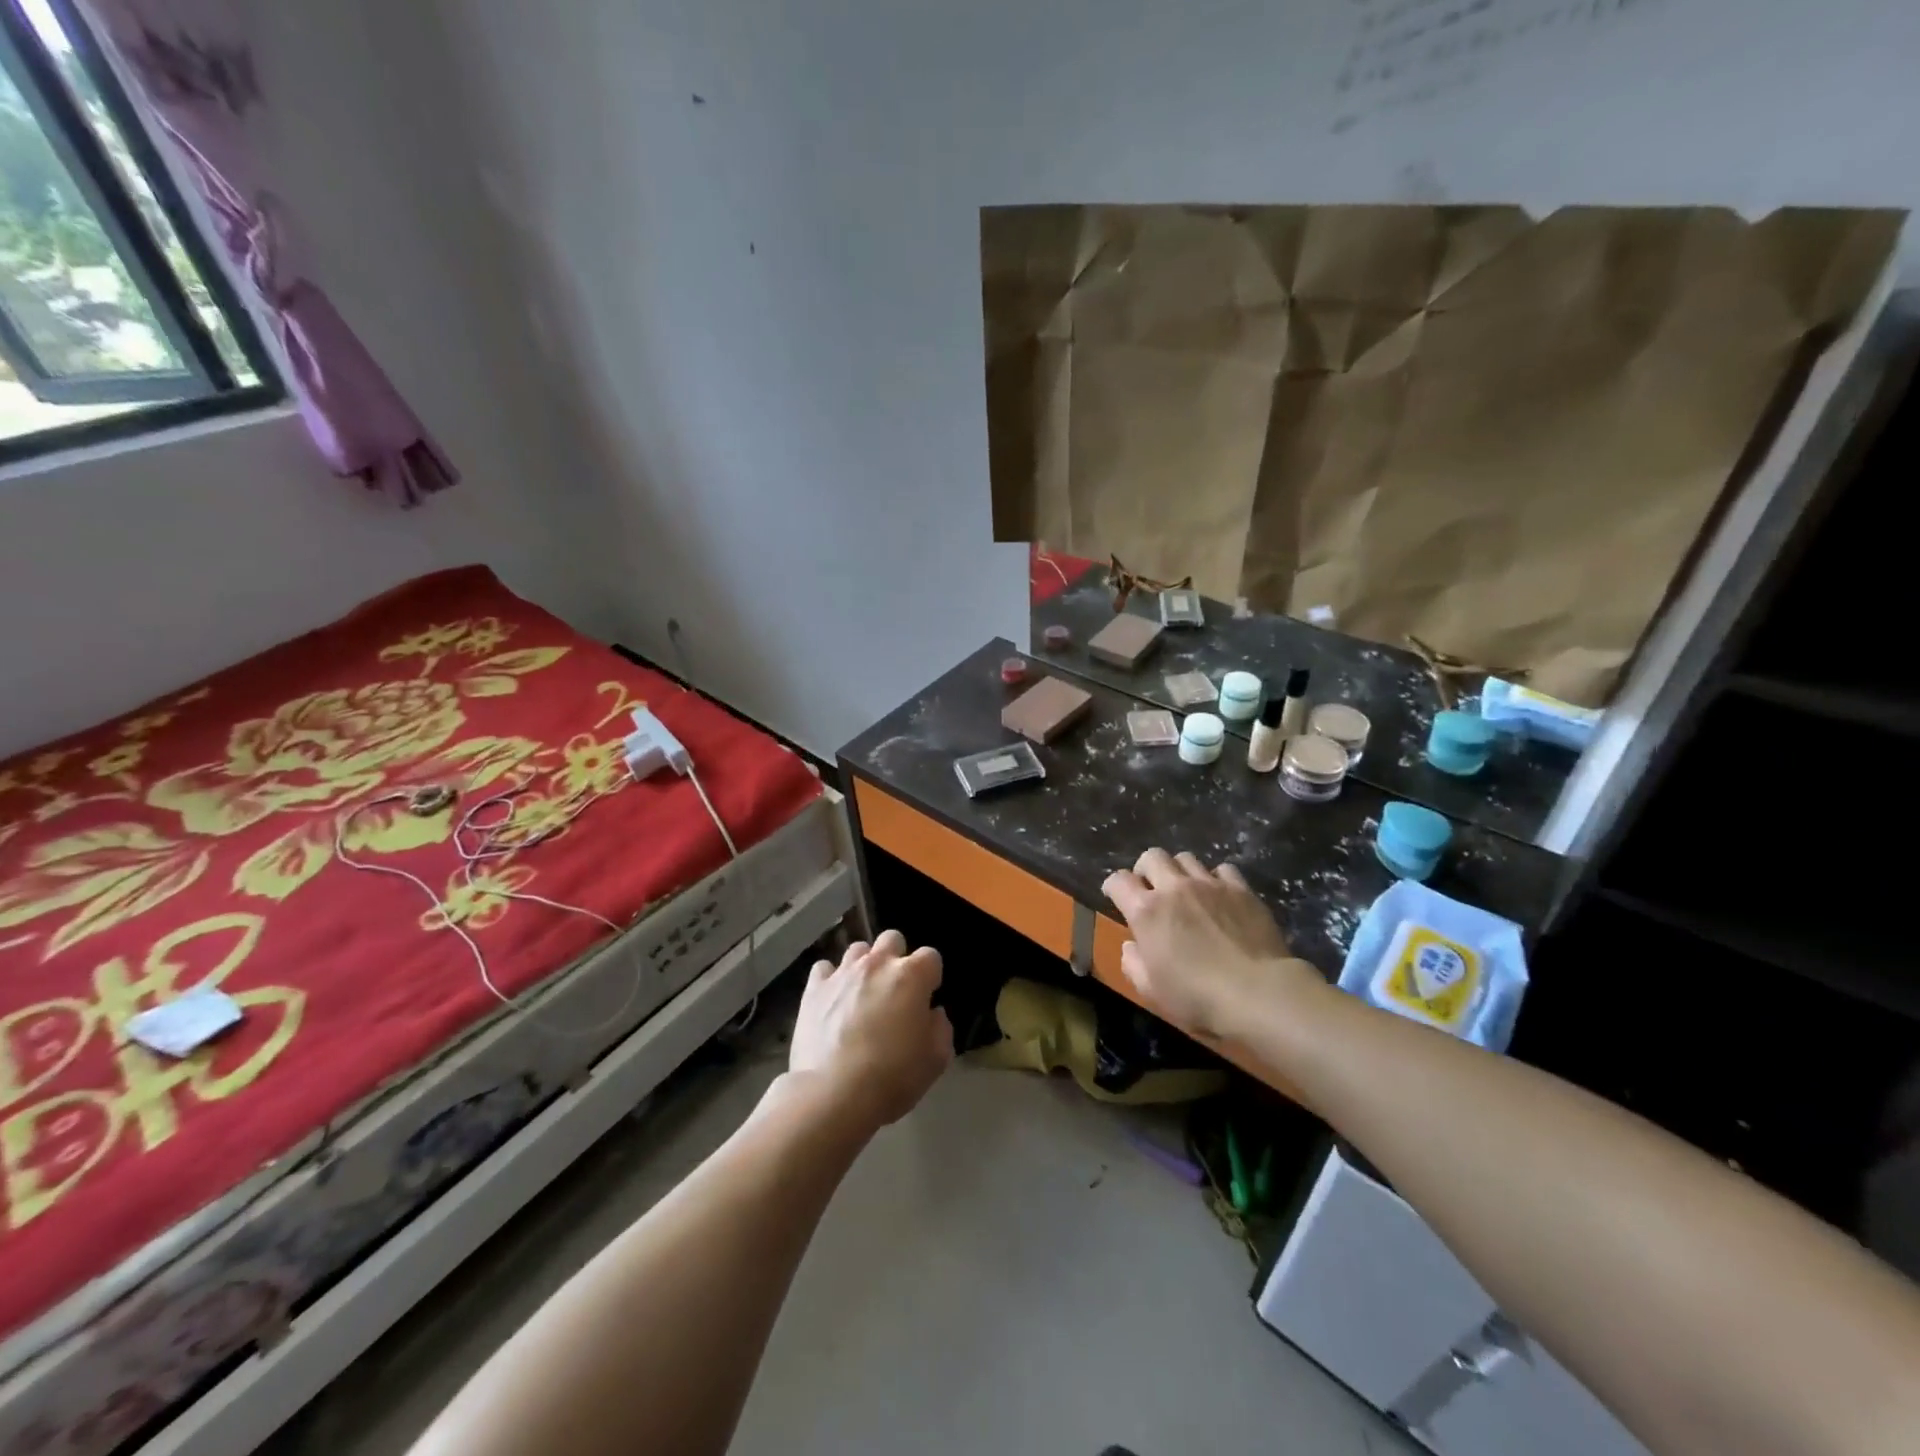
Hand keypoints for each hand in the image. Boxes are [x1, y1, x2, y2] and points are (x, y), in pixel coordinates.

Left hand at [790, 929, 953, 1131]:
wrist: (833, 1093)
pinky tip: (833, 1000)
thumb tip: (932, 1013)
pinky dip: (831, 980)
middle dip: (897, 957)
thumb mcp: (936, 1059)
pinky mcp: (814, 988)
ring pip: (858, 949)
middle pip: (892, 939)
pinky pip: (824, 969)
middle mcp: (877, 964)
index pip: (930, 956)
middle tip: (895, 989)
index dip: (930, 977)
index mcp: (911, 976)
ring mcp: (843, 973)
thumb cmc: (892, 1076)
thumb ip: (941, 1028)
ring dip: (865, 965)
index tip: (926, 998)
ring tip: (862, 993)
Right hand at [1102, 849, 1323, 1039]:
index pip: (1118, 881)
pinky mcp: (1240, 889)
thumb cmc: (1198, 997)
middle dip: (1145, 869)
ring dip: (1179, 871)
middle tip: (1150, 889)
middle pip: (1152, 856)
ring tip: (1185, 890)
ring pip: (1186, 858)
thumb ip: (1133, 964)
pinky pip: (1222, 869)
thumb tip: (1131, 946)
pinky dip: (1215, 878)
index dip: (1113, 886)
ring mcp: (1209, 884)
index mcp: (1146, 911)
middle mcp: (1174, 888)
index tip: (1115, 896)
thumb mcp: (1152, 991)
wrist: (1258, 992)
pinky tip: (1219, 895)